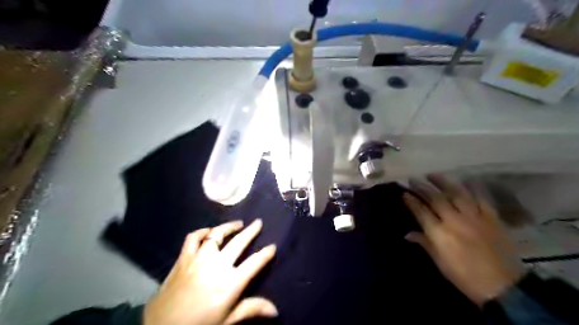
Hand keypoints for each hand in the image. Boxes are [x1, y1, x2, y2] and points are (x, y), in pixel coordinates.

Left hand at [146, 218, 279, 324]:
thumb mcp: (227, 320)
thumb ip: (251, 309)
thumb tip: (275, 310)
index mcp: (231, 282)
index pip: (255, 263)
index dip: (266, 253)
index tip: (273, 246)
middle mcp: (217, 265)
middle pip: (239, 242)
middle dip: (252, 231)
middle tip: (259, 222)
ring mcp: (199, 259)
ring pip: (217, 235)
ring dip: (229, 227)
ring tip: (238, 224)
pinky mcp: (184, 258)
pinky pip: (193, 238)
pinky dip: (202, 232)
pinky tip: (208, 231)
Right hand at [404, 174, 524, 306]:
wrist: (504, 287)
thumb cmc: (465, 276)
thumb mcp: (440, 263)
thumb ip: (424, 243)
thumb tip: (407, 234)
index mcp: (440, 233)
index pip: (421, 212)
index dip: (411, 201)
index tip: (404, 193)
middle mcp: (455, 220)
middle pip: (436, 199)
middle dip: (422, 187)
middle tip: (413, 179)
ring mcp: (474, 217)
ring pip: (456, 194)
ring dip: (443, 182)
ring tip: (432, 174)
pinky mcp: (491, 218)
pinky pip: (480, 199)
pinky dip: (472, 188)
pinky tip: (464, 181)